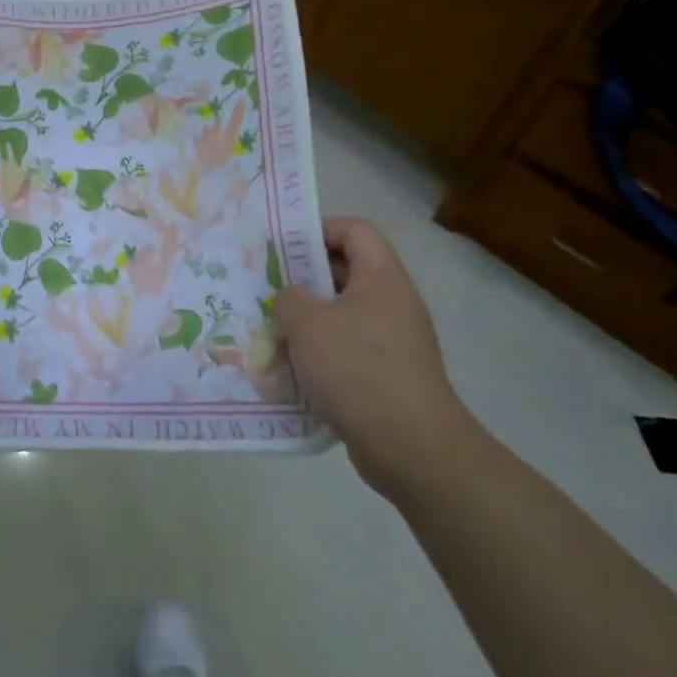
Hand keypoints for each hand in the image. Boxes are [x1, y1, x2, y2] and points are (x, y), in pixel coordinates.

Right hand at [274, 218, 478, 499]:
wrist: (410, 447)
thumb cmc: (357, 369)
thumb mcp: (307, 322)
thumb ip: (288, 297)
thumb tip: (291, 300)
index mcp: (382, 278)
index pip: (356, 230)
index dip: (319, 230)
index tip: (282, 248)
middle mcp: (392, 304)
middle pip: (345, 272)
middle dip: (302, 279)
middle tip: (266, 290)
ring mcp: (393, 342)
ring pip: (341, 315)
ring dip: (306, 321)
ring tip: (271, 331)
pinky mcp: (386, 376)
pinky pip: (346, 351)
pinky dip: (318, 355)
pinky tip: (290, 369)